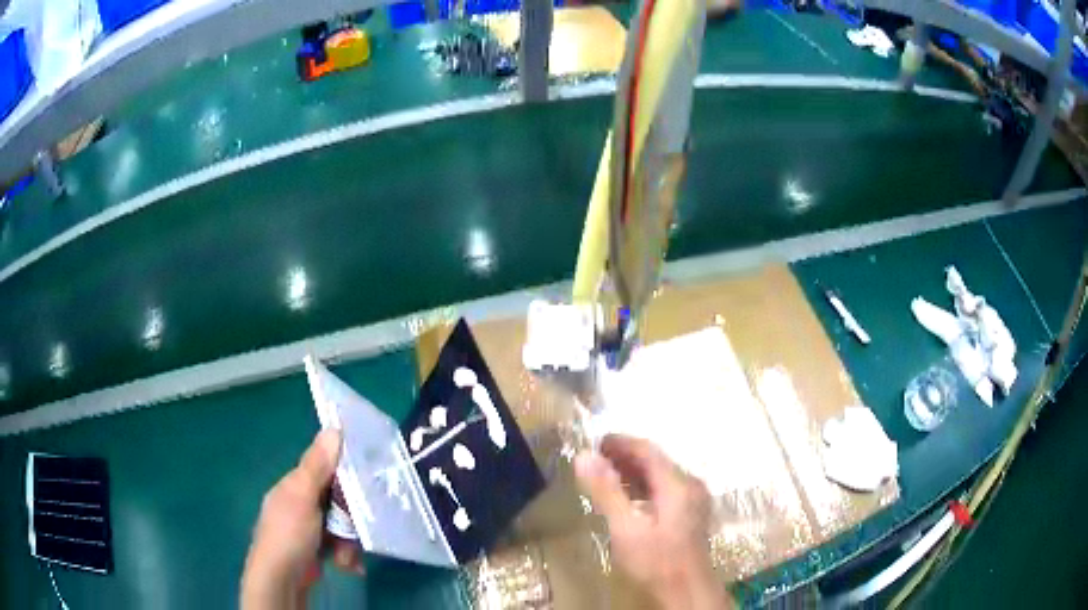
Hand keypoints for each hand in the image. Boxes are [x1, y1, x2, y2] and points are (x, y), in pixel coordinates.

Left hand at [241, 429, 364, 609]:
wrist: (281, 580)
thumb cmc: (289, 533)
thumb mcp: (302, 496)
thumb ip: (317, 466)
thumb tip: (334, 427)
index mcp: (294, 485)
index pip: (324, 468)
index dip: (345, 471)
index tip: (368, 479)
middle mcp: (300, 503)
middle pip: (337, 500)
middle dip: (350, 517)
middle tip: (358, 528)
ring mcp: (308, 529)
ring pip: (341, 525)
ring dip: (349, 541)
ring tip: (347, 556)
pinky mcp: (316, 550)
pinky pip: (339, 544)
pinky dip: (346, 555)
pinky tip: (347, 565)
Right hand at [575, 435, 729, 609]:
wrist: (687, 592)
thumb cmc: (656, 562)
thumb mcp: (626, 528)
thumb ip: (606, 492)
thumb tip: (584, 456)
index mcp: (678, 484)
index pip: (647, 450)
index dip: (620, 443)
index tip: (594, 442)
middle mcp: (690, 485)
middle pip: (656, 461)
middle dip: (625, 456)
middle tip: (594, 459)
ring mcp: (694, 500)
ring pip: (661, 475)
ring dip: (633, 472)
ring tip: (604, 475)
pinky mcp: (691, 514)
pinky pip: (665, 489)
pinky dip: (644, 486)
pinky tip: (627, 497)